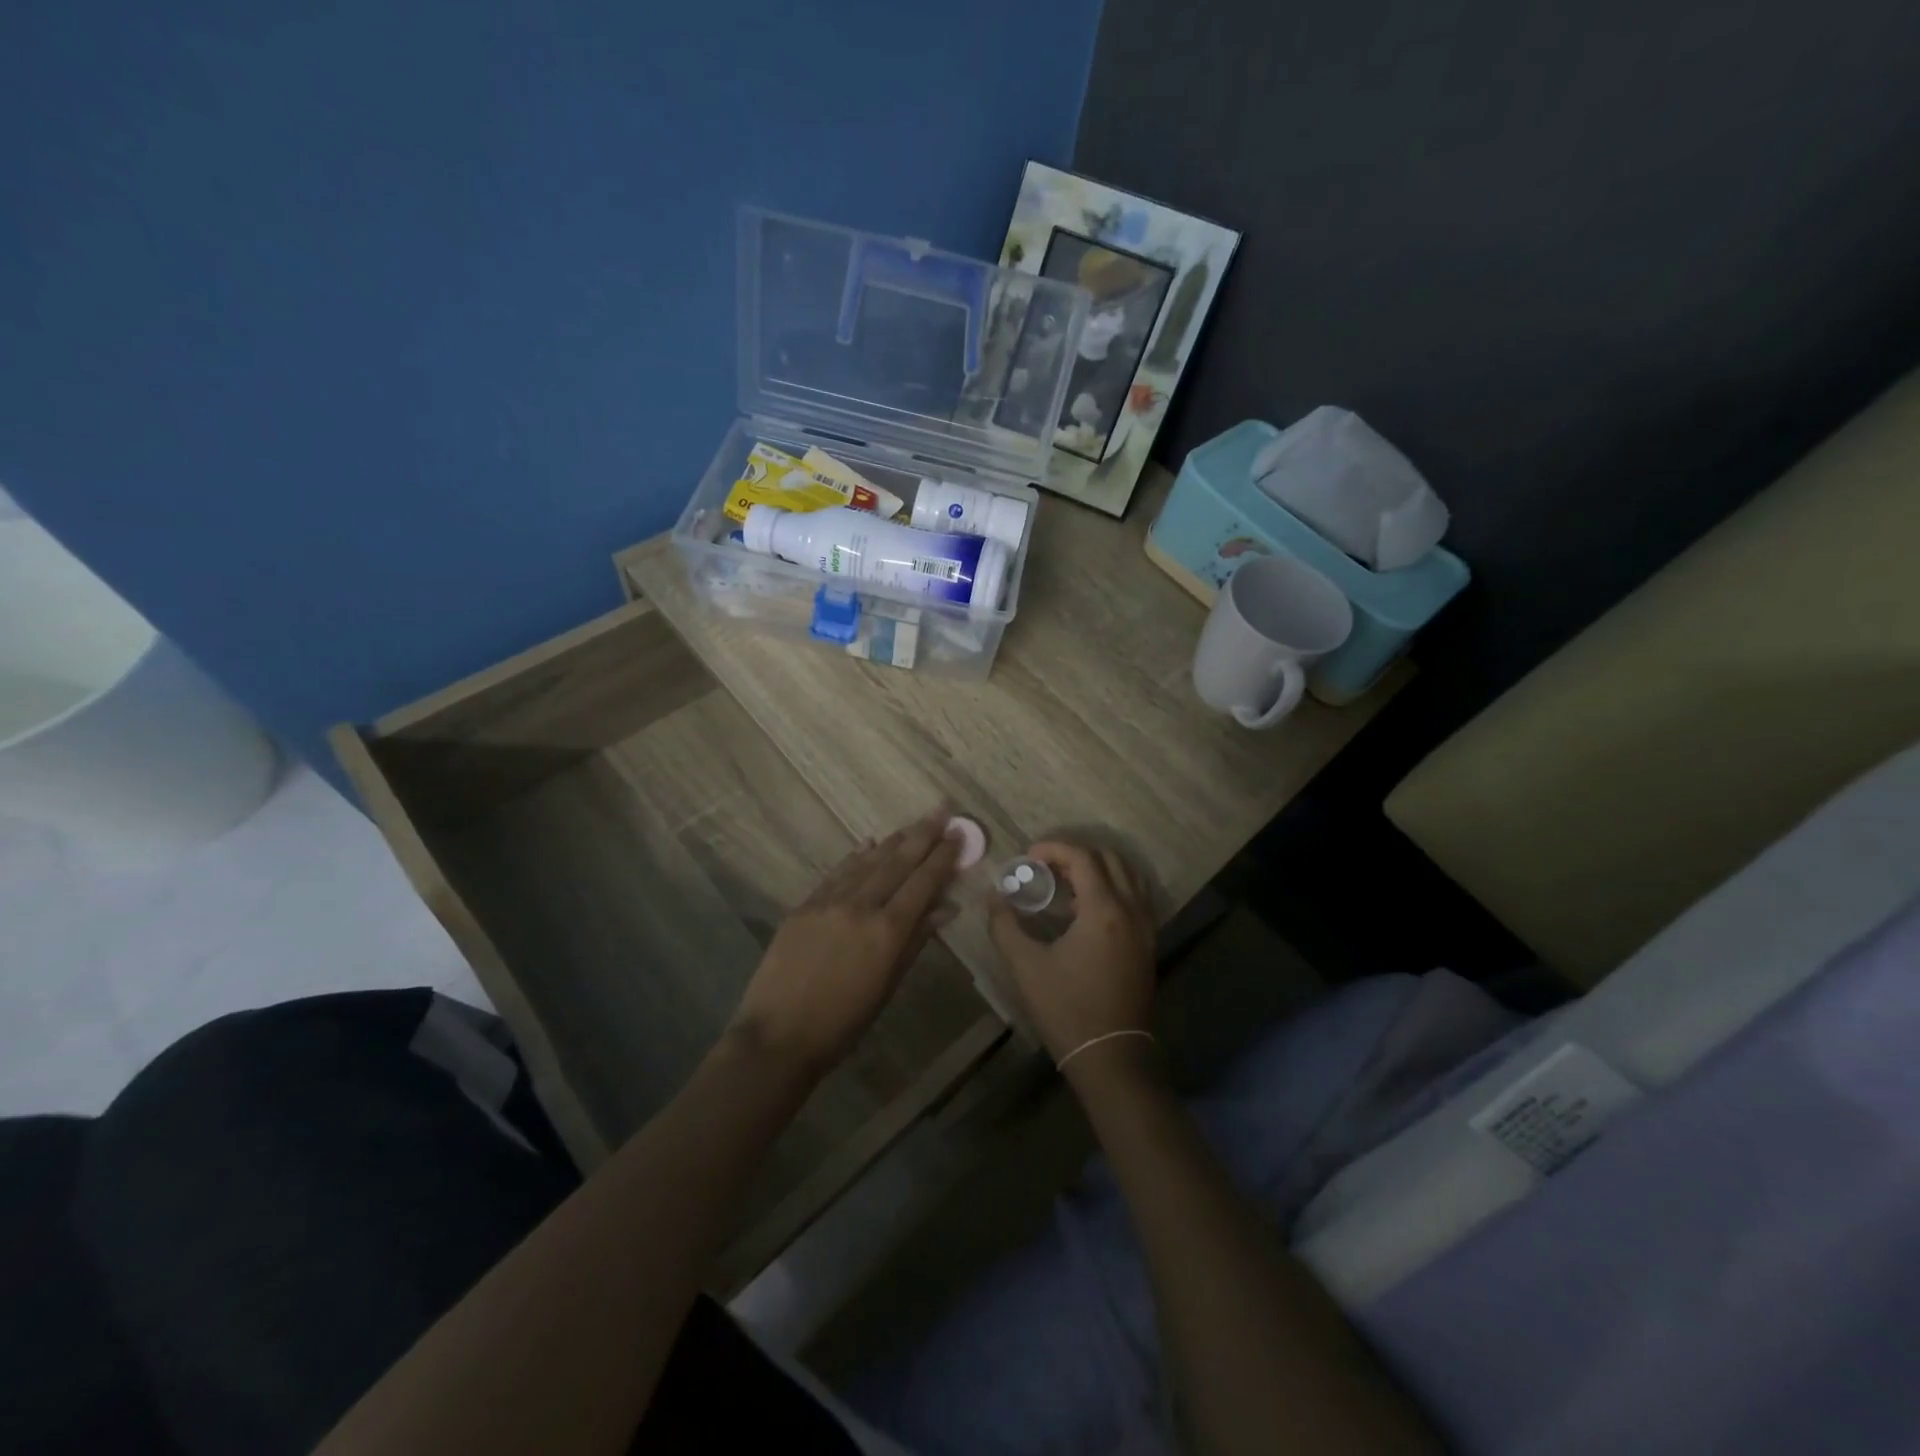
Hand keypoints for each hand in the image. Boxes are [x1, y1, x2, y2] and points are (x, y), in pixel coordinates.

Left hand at [728, 807, 961, 1079]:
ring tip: (912, 824)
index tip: (958, 834)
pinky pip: (837, 874)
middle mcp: (860, 906)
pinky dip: (856, 857)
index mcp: (887, 931)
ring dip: (893, 841)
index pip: (923, 883)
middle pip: (898, 863)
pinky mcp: (804, 906)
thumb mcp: (887, 985)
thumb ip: (915, 941)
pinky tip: (868, 844)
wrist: (778, 1036)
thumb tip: (945, 908)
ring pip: (867, 862)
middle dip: (923, 834)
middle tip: (941, 810)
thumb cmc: (843, 1023)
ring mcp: (828, 902)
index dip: (943, 857)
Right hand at [989, 841, 1156, 1068]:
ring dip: (1098, 869)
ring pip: (1128, 876)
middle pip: (1110, 859)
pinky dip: (1113, 888)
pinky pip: (1135, 898)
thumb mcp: (1026, 966)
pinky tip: (1085, 909)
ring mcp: (1146, 928)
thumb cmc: (1066, 1009)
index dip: (1055, 848)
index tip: (1029, 856)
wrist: (1110, 1056)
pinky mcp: (1148, 944)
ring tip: (1066, 883)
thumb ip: (1005, 926)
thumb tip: (993, 898)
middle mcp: (1132, 911)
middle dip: (1076, 854)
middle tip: (1046, 866)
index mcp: (1104, 910)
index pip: (1083, 858)